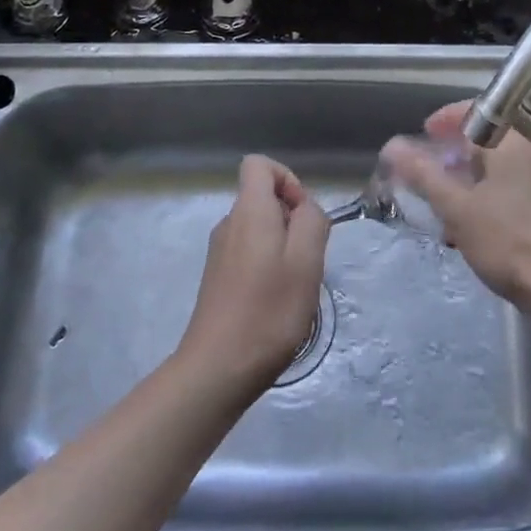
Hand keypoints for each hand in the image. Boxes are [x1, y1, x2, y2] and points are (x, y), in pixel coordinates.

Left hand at [177, 155, 329, 394]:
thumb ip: (312, 221)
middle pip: (263, 197)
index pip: (259, 164)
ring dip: (283, 246)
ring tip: (293, 285)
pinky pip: (249, 252)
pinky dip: (268, 265)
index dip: (287, 179)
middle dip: (292, 218)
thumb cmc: (269, 310)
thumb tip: (305, 208)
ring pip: (259, 228)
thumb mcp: (307, 261)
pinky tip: (276, 300)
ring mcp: (219, 250)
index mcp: (248, 211)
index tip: (304, 216)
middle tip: (307, 259)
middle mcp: (228, 222)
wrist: (218, 366)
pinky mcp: (218, 276)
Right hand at [381, 103, 530, 312]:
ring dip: (475, 181)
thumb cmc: (508, 242)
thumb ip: (423, 174)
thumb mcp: (457, 209)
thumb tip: (392, 146)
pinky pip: (520, 191)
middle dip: (457, 156)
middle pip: (490, 143)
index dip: (446, 118)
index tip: (425, 134)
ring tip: (452, 209)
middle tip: (432, 175)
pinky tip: (482, 230)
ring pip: (504, 170)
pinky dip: (495, 199)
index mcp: (513, 146)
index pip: (477, 113)